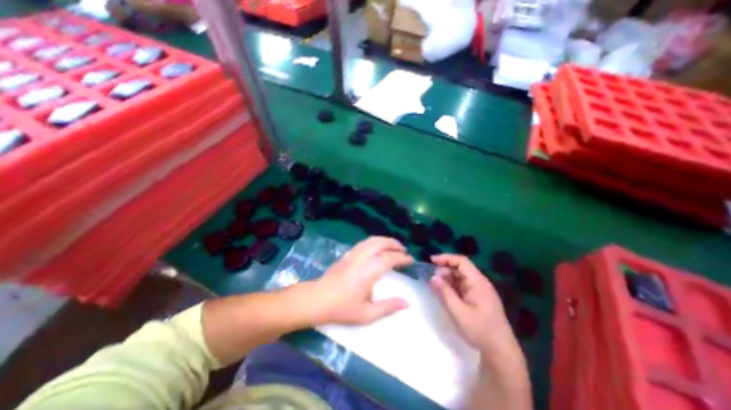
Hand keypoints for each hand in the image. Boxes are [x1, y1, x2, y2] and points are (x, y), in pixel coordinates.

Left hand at [310, 237, 413, 326]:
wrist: (316, 299)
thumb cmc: (341, 308)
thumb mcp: (366, 314)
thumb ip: (388, 307)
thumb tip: (407, 303)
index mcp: (368, 271)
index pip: (390, 258)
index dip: (402, 258)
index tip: (411, 260)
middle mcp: (362, 258)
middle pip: (381, 242)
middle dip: (394, 244)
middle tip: (404, 251)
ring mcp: (353, 254)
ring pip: (372, 240)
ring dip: (385, 240)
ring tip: (393, 247)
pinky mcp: (347, 255)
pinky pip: (364, 243)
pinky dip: (375, 242)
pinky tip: (377, 249)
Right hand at [429, 253, 514, 352]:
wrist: (501, 352)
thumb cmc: (480, 330)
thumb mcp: (458, 312)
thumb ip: (445, 293)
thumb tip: (433, 277)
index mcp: (478, 282)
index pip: (461, 261)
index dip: (446, 258)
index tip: (431, 261)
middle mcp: (479, 283)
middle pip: (460, 268)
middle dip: (444, 269)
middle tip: (432, 278)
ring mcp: (479, 291)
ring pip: (460, 277)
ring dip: (447, 279)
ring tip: (436, 286)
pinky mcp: (477, 298)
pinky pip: (462, 286)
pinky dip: (452, 286)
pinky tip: (444, 293)